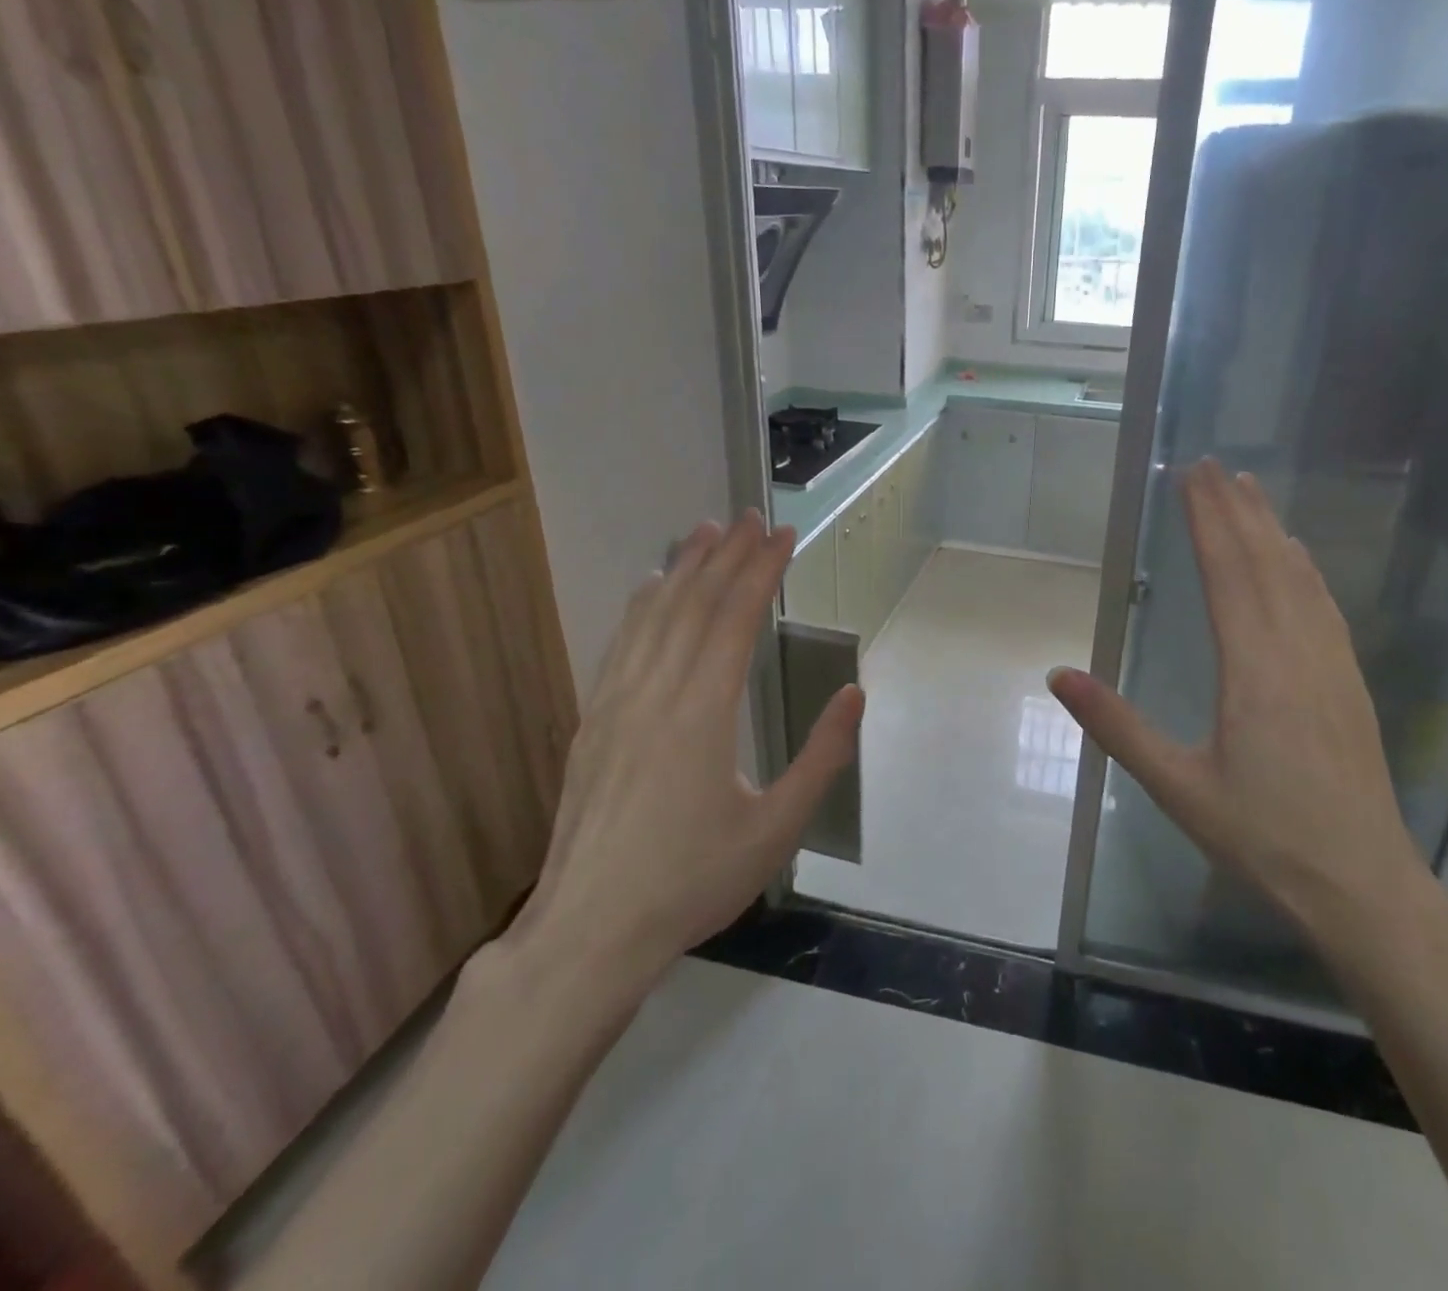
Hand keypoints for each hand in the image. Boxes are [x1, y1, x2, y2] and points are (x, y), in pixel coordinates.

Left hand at [496, 512, 863, 1013]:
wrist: (589, 931)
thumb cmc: (693, 882)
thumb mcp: (777, 829)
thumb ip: (822, 757)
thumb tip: (856, 694)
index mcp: (703, 712)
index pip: (736, 618)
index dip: (762, 570)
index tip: (785, 535)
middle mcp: (656, 692)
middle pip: (694, 603)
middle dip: (726, 555)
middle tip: (751, 518)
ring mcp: (616, 704)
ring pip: (652, 615)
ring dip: (682, 568)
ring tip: (704, 531)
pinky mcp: (593, 722)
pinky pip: (621, 643)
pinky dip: (642, 605)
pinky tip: (649, 588)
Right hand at [1047, 459, 1426, 937]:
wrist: (1362, 885)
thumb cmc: (1263, 837)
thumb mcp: (1176, 786)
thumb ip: (1116, 726)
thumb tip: (1057, 673)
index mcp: (1253, 669)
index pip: (1229, 573)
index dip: (1208, 520)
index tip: (1191, 476)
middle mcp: (1296, 651)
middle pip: (1265, 562)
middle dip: (1236, 509)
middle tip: (1213, 464)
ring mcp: (1331, 665)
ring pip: (1300, 578)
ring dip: (1272, 529)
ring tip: (1252, 491)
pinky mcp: (1350, 683)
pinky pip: (1324, 606)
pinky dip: (1305, 569)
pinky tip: (1300, 559)